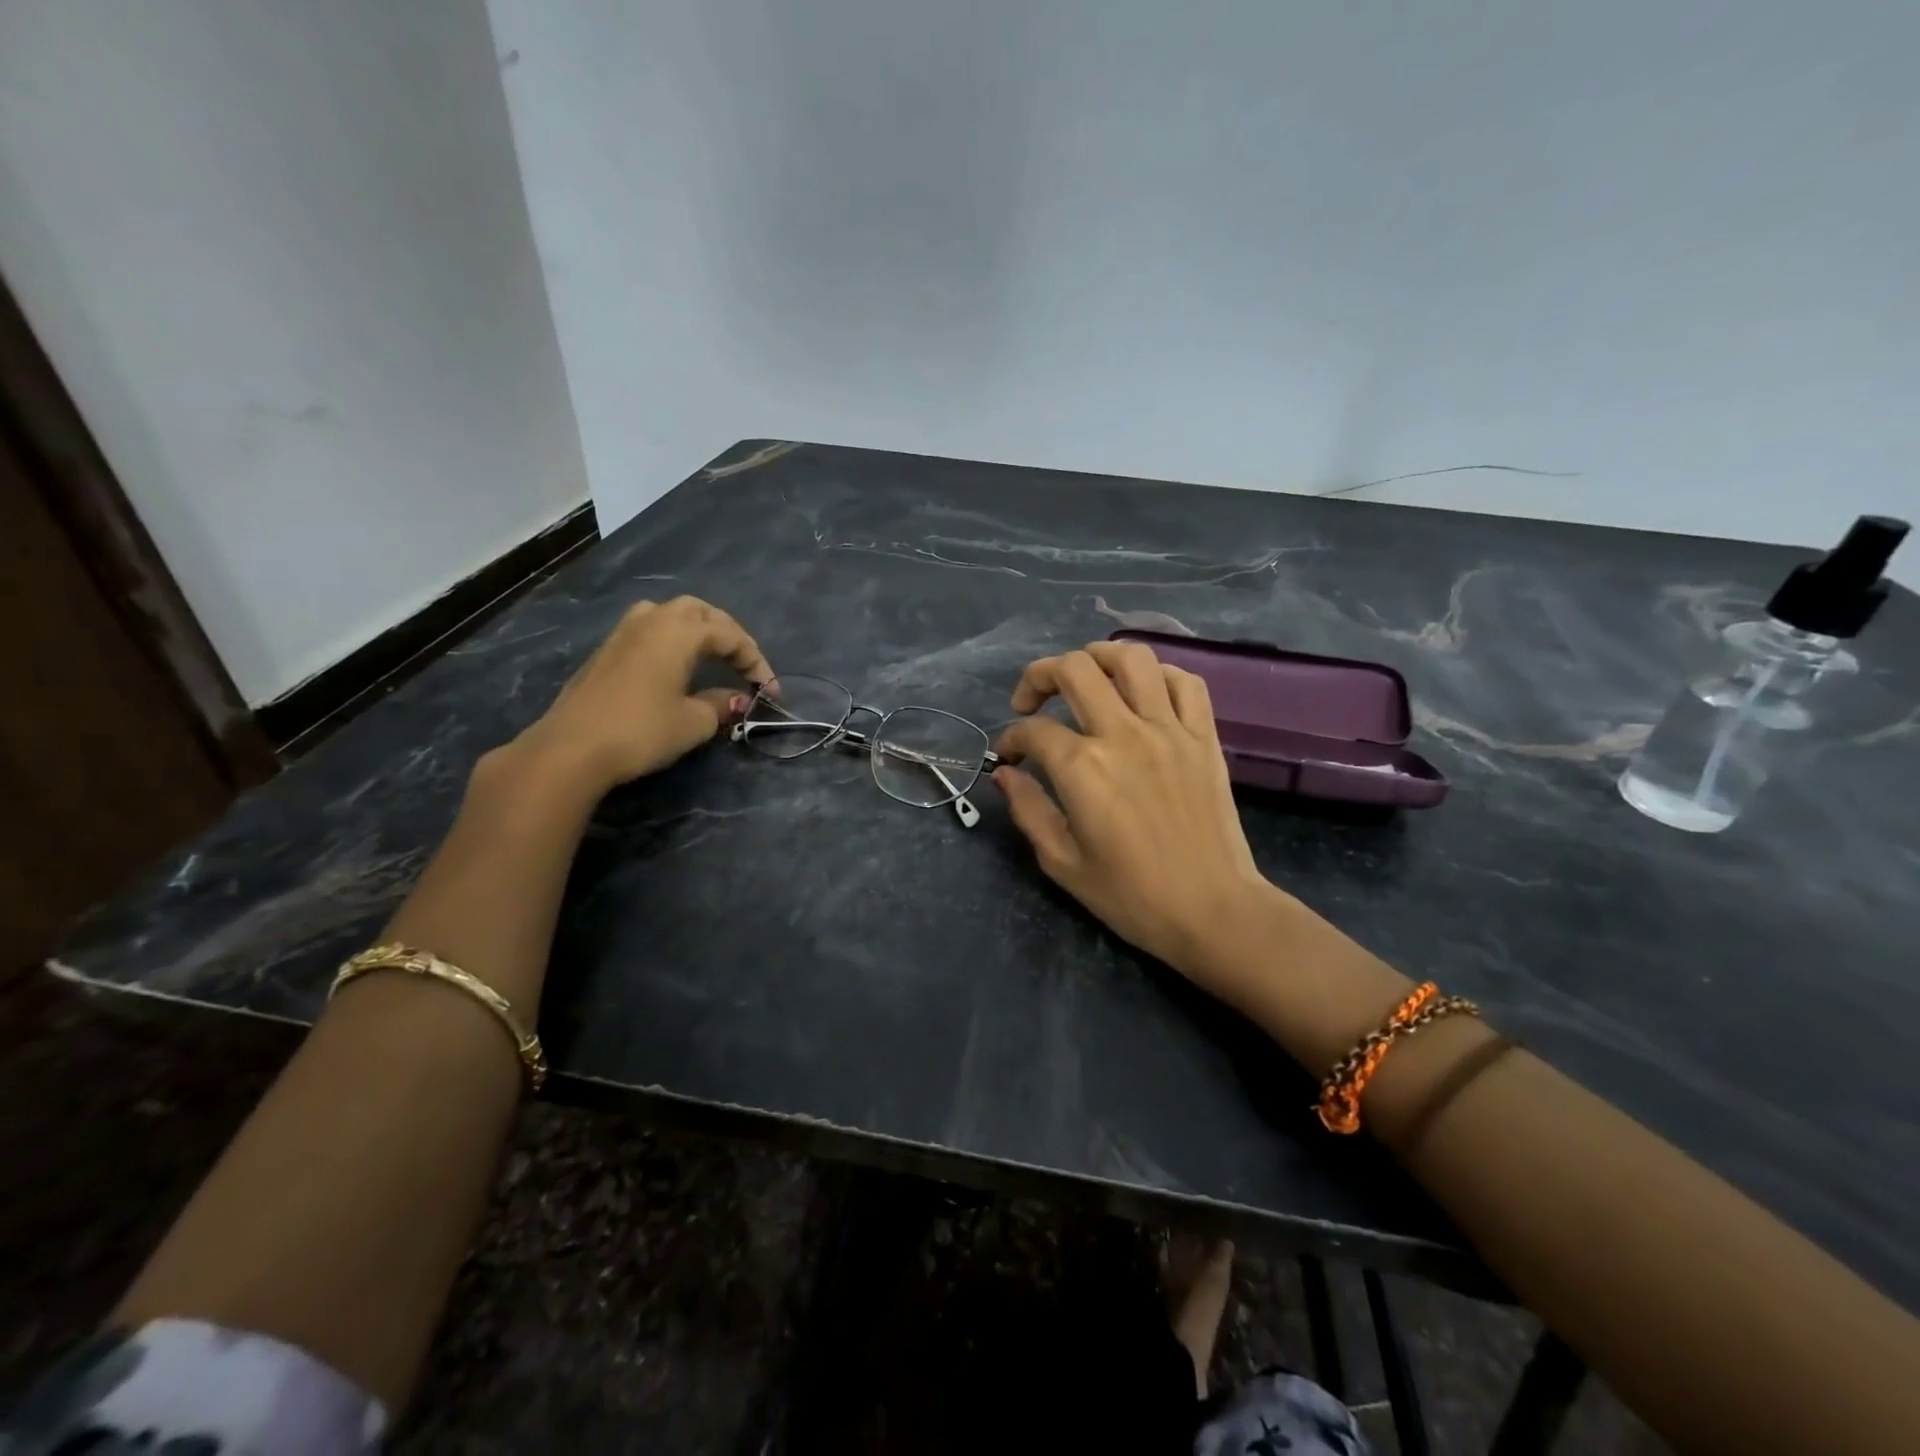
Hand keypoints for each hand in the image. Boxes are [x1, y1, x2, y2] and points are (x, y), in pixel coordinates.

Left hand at [514, 596, 771, 794]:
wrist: (571, 748)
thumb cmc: (642, 730)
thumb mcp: (694, 722)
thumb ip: (720, 704)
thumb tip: (736, 699)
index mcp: (679, 630)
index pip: (731, 636)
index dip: (756, 662)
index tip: (770, 693)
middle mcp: (652, 619)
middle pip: (700, 612)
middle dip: (728, 634)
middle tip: (744, 664)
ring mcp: (624, 632)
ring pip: (670, 615)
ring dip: (697, 631)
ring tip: (712, 656)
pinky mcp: (606, 651)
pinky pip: (650, 631)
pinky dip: (673, 641)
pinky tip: (676, 665)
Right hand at [992, 641, 1279, 987]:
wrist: (1212, 911)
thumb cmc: (1131, 895)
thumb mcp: (1062, 862)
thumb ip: (1028, 809)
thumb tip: (1006, 774)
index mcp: (1083, 768)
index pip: (1033, 731)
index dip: (1010, 740)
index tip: (1008, 758)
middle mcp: (1123, 734)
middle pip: (1074, 670)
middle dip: (1040, 676)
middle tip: (1033, 702)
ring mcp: (1169, 730)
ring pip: (1132, 658)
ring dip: (1098, 656)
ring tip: (1085, 676)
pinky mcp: (1204, 737)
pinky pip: (1185, 682)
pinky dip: (1158, 675)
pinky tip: (1142, 693)